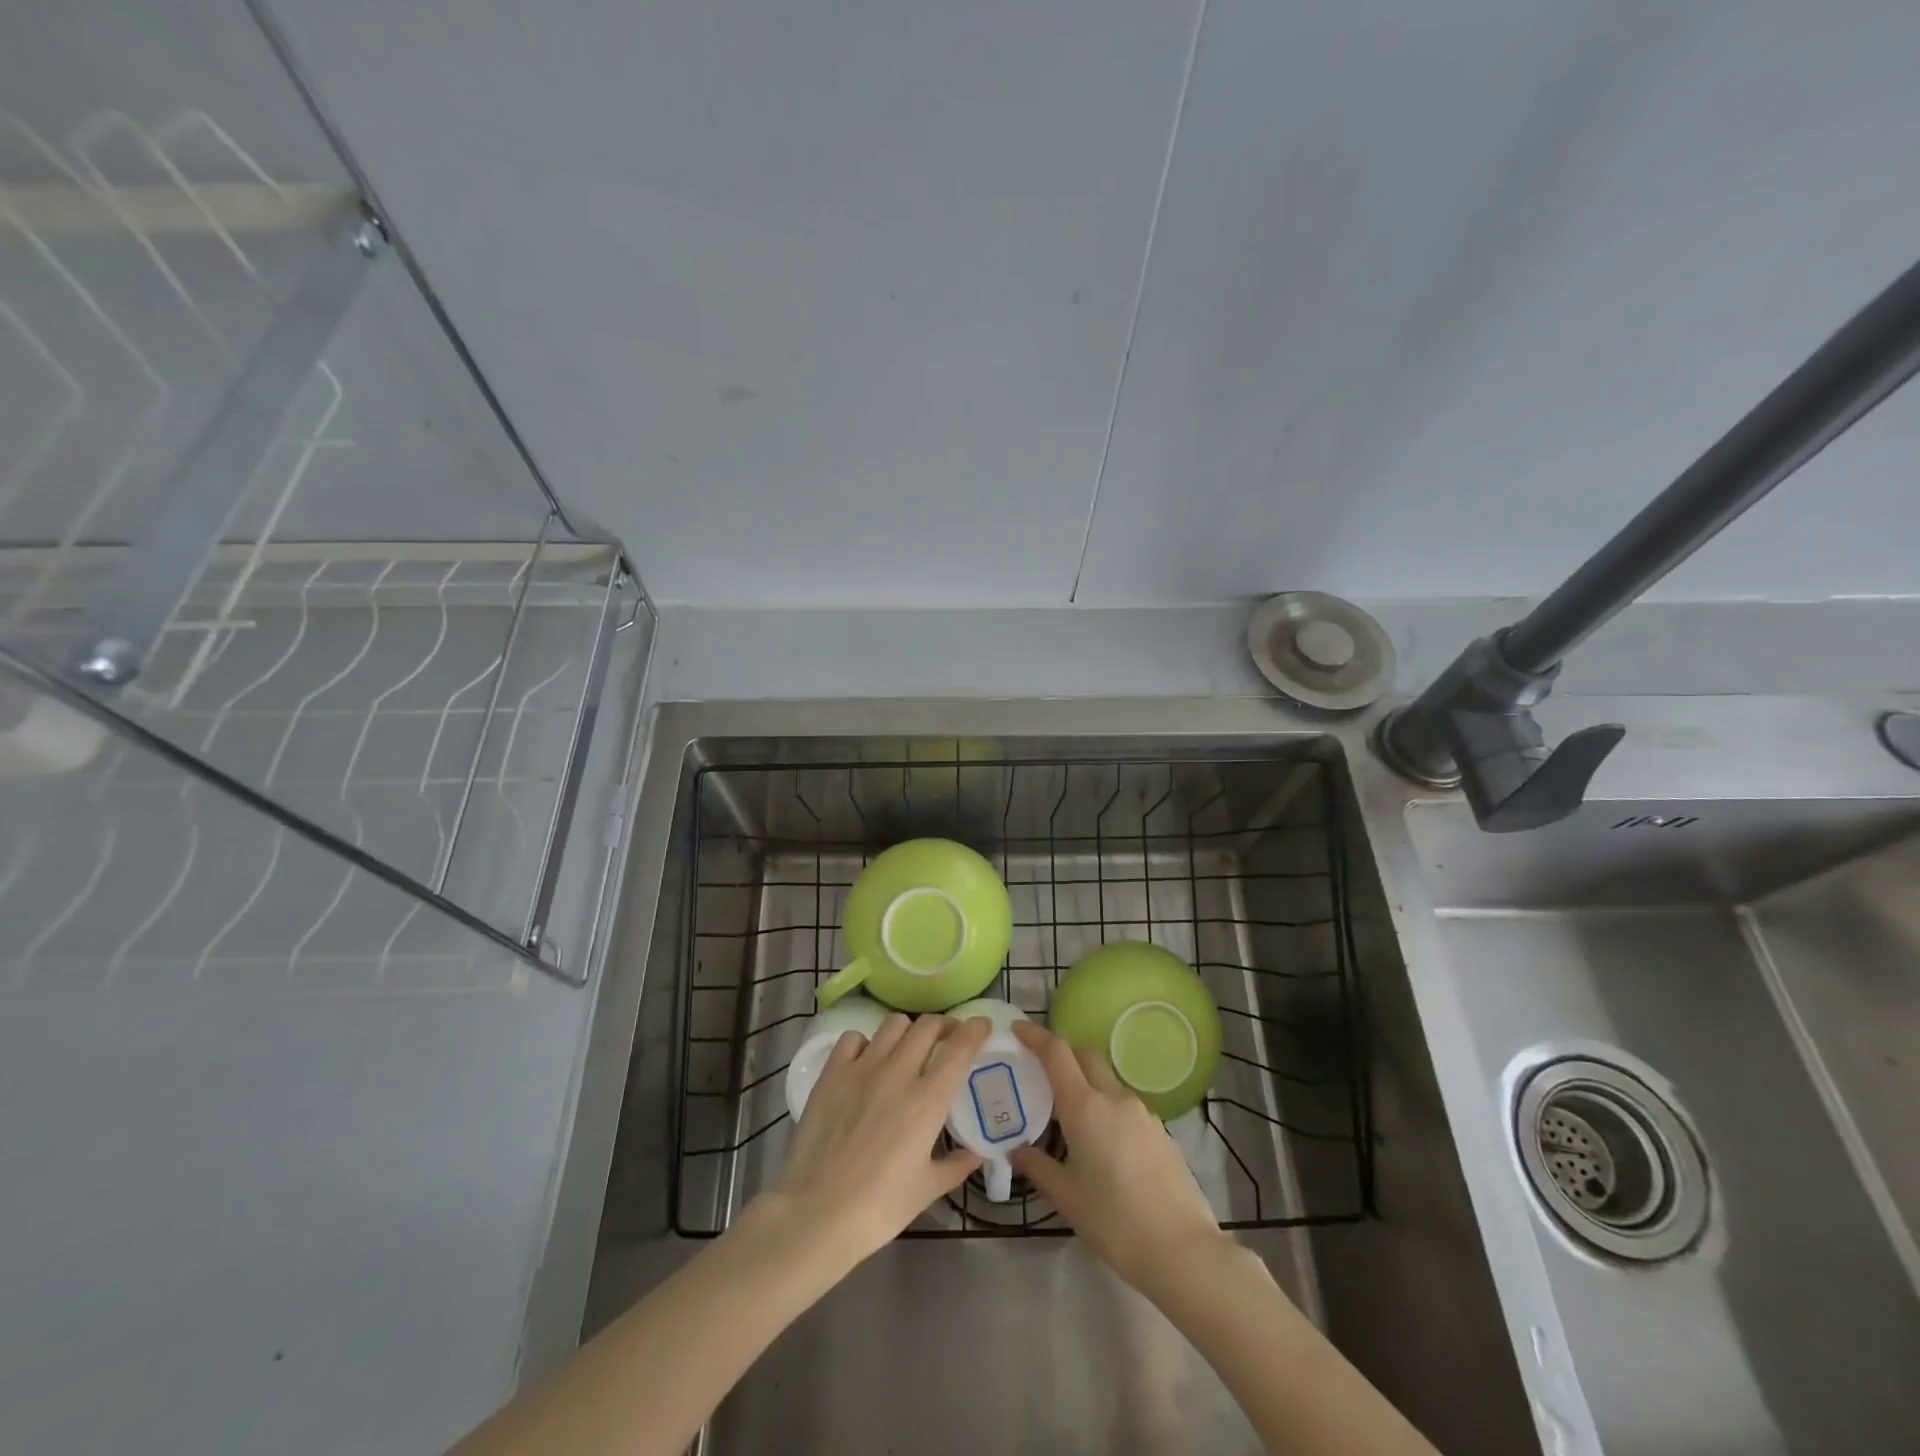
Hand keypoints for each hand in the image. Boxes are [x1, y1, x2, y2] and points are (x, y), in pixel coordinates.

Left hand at [760, 1012, 990, 1268]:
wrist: (817, 1214)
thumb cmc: (879, 1208)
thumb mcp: (927, 1189)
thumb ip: (956, 1165)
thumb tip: (976, 1153)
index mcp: (928, 1100)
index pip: (959, 1047)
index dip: (975, 1029)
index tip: (982, 1026)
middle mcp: (898, 1072)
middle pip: (928, 1025)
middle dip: (944, 1027)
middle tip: (947, 1040)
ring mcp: (862, 1068)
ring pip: (893, 1024)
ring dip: (908, 1031)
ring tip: (907, 1048)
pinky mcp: (832, 1073)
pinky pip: (853, 1038)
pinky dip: (866, 1043)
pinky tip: (866, 1062)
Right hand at [1009, 1020, 1226, 1293]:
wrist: (1182, 1251)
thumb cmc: (1114, 1222)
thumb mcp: (1066, 1198)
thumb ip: (1038, 1167)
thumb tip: (1017, 1150)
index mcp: (1085, 1106)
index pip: (1057, 1052)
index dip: (1035, 1035)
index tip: (1017, 1029)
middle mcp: (1114, 1097)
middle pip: (1085, 1055)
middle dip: (1063, 1053)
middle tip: (1041, 1071)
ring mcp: (1142, 1112)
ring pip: (1107, 1081)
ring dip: (1086, 1084)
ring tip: (1070, 1117)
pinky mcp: (1160, 1131)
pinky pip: (1125, 1105)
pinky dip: (1107, 1108)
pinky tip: (1103, 1144)